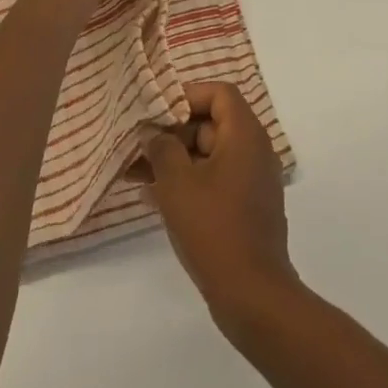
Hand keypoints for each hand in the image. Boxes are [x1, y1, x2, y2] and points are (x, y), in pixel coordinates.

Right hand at [140, 82, 298, 337]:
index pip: (219, 94)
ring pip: (208, 155)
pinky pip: (213, 180)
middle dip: (172, 133)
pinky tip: (150, 196)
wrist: (251, 293)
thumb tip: (153, 132)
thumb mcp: (177, 182)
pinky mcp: (245, 207)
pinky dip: (186, 182)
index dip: (187, 96)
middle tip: (137, 147)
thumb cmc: (213, 227)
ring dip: (173, 160)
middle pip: (211, 123)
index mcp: (245, 135)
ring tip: (133, 173)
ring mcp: (251, 181)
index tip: (156, 112)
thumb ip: (162, 148)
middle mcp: (254, 151)